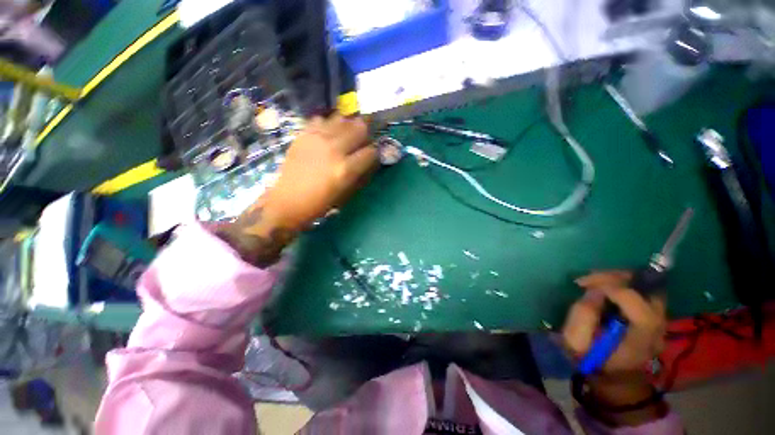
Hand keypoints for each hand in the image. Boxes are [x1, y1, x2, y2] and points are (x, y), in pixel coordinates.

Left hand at [262, 114, 377, 230]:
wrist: (288, 200)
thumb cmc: (320, 202)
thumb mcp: (346, 192)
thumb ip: (361, 173)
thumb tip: (371, 159)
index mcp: (346, 169)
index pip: (371, 151)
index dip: (375, 153)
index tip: (372, 156)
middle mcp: (334, 149)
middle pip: (360, 127)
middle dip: (366, 133)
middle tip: (363, 141)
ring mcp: (317, 138)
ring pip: (342, 119)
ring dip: (349, 126)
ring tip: (346, 135)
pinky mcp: (303, 134)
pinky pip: (322, 119)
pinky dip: (329, 125)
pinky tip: (328, 134)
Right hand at [562, 271, 668, 425]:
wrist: (613, 376)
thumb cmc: (592, 360)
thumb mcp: (577, 342)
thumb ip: (583, 315)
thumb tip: (594, 291)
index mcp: (640, 340)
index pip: (638, 306)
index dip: (612, 288)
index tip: (585, 284)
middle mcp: (658, 328)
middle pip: (648, 291)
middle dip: (617, 278)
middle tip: (589, 279)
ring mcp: (660, 321)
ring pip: (648, 287)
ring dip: (621, 279)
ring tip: (597, 282)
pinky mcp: (655, 316)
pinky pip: (645, 291)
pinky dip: (626, 284)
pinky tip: (608, 289)